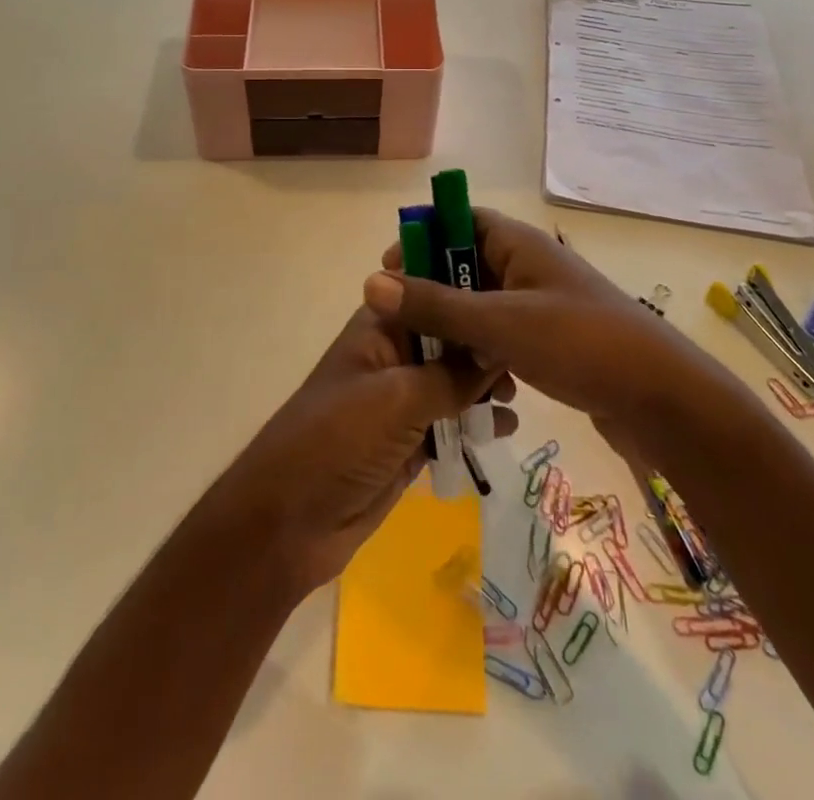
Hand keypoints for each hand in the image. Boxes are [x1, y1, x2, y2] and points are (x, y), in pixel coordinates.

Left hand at [213, 306, 516, 592]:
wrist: (290, 522)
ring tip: (513, 398)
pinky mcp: (408, 443)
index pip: (428, 292)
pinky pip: (450, 423)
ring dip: (483, 387)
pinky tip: (504, 429)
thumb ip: (451, 374)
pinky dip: (475, 423)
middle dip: (483, 345)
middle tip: (522, 361)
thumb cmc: (338, 439)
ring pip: (452, 382)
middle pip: (447, 338)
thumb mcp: (398, 398)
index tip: (512, 298)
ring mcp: (400, 401)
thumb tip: (499, 351)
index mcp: (380, 327)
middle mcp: (393, 356)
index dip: (466, 290)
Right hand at [365, 210, 712, 448]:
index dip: (422, 237)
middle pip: (466, 262)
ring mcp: (542, 303)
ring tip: (425, 356)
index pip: (460, 220)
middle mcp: (529, 265)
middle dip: (432, 288)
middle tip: (399, 323)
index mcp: (519, 244)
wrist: (661, 398)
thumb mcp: (500, 324)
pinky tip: (466, 383)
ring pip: (481, 303)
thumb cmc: (580, 344)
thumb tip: (371, 283)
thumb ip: (436, 305)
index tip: (388, 272)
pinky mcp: (551, 340)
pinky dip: (480, 350)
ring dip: (455, 325)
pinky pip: (501, 333)